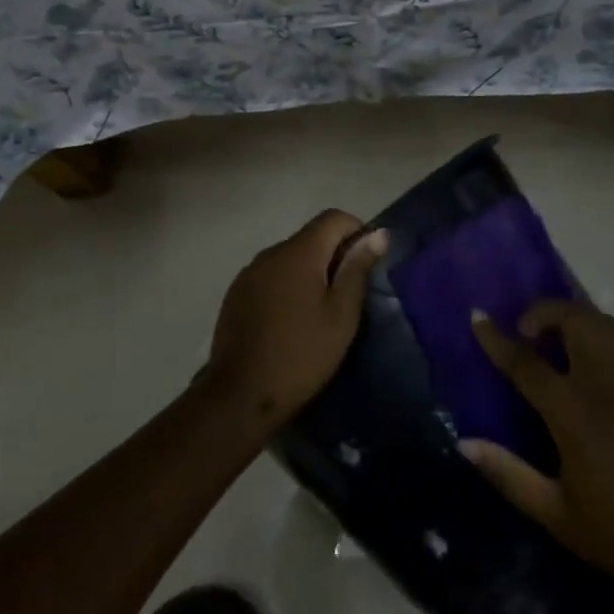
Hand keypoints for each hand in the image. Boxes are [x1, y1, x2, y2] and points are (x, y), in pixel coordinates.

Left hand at [202, 211, 387, 434]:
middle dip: (334, 255)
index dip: (356, 231)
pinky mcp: (236, 294)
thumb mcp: (341, 316)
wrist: (241, 396)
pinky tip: (291, 320)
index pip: (333, 217)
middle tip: (348, 295)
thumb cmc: (301, 355)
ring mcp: (248, 273)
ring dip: (310, 271)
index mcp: (298, 253)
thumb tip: (377, 234)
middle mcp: (270, 253)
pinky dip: (287, 285)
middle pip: (310, 236)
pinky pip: (270, 275)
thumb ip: (357, 270)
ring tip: (320, 311)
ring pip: (290, 257)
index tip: (367, 264)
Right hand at [462, 301, 613, 613]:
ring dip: (576, 319)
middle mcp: (607, 386)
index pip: (526, 361)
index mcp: (574, 413)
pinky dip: (607, 340)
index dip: (497, 338)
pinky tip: (597, 367)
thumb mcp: (557, 515)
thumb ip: (509, 474)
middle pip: (575, 319)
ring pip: (607, 324)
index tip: (477, 317)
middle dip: (544, 311)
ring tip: (558, 342)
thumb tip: (465, 443)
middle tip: (526, 333)